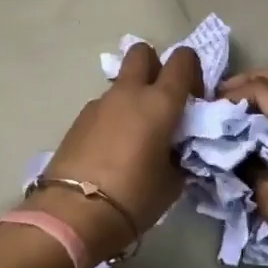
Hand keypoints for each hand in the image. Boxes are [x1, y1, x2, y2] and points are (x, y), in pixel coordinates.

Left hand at [29, 41, 202, 267]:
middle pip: (142, 53)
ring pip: (121, 83)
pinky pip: (104, 107)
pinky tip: (113, 150)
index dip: (192, 71)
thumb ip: (179, 156)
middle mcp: (129, 93)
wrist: (73, 213)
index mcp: (160, 102)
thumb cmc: (134, 197)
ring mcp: (99, 103)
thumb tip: (174, 150)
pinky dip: (113, 117)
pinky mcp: (78, 119)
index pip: (182, 60)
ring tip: (136, 136)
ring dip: (132, 97)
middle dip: (155, 66)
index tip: (194, 99)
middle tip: (162, 101)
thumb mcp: (172, 183)